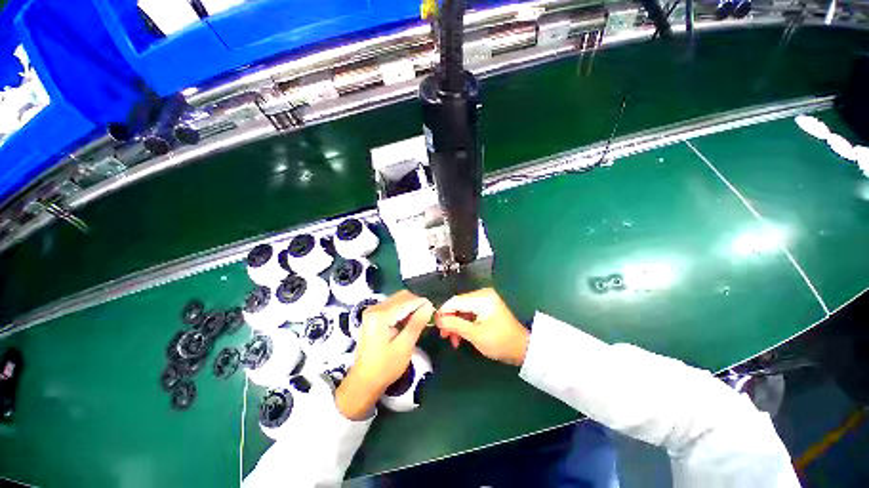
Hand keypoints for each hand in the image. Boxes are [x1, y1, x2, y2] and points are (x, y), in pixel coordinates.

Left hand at [336, 290, 433, 419]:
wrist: (364, 381)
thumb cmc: (385, 367)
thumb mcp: (405, 346)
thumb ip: (417, 323)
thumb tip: (429, 306)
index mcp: (381, 315)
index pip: (407, 300)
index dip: (422, 303)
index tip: (434, 310)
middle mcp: (375, 308)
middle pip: (402, 296)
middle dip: (416, 303)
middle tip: (427, 316)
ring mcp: (372, 311)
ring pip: (398, 299)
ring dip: (410, 306)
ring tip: (419, 319)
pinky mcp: (373, 315)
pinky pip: (392, 305)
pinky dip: (403, 310)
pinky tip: (408, 321)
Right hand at [435, 288, 528, 365]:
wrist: (522, 349)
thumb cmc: (500, 342)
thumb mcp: (475, 334)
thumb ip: (454, 324)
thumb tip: (438, 318)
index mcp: (482, 298)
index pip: (455, 301)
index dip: (443, 312)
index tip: (435, 325)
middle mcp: (483, 294)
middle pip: (458, 305)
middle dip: (450, 320)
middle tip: (444, 336)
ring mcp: (485, 301)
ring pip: (462, 310)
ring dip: (456, 324)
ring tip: (453, 340)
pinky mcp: (486, 307)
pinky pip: (469, 313)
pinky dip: (463, 324)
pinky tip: (460, 336)